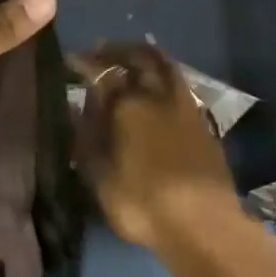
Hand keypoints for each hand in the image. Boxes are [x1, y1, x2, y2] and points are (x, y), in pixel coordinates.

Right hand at [72, 43, 242, 251]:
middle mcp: (159, 96)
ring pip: (167, 68)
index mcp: (129, 105)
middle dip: (119, 50)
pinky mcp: (204, 125)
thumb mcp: (99, 176)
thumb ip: (86, 136)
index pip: (101, 71)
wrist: (204, 226)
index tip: (71, 59)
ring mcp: (187, 108)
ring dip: (147, 58)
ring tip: (131, 62)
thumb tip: (75, 107)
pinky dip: (165, 79)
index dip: (84, 62)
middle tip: (102, 51)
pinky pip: (181, 87)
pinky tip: (157, 92)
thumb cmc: (142, 204)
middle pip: (141, 57)